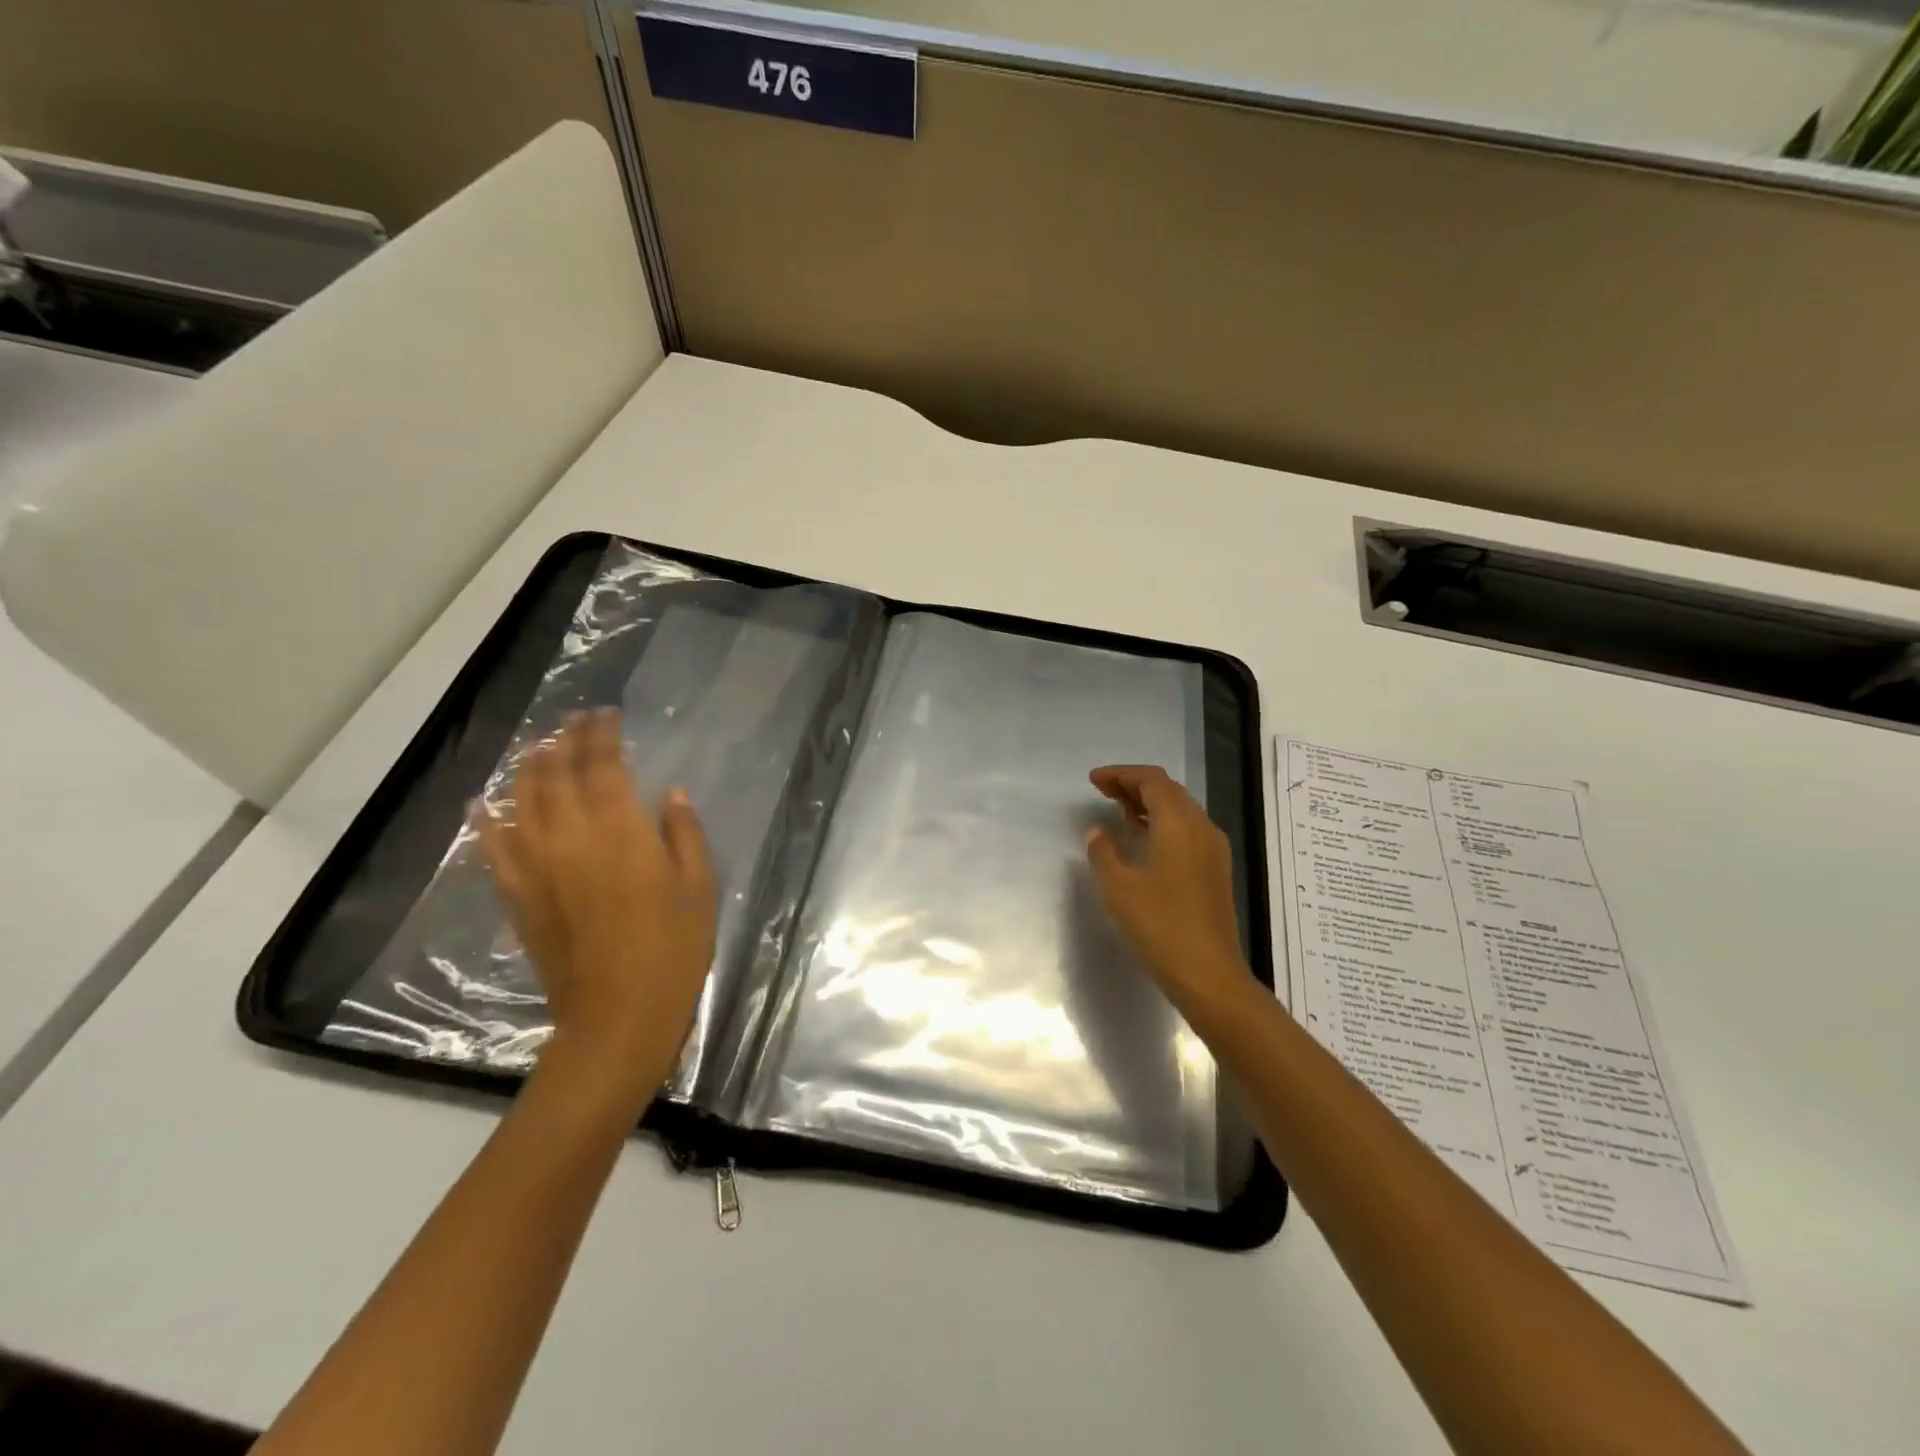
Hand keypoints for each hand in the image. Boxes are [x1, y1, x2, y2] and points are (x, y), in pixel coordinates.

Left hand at [477, 710, 717, 1085]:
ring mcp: (536, 867)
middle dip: (564, 741)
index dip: (602, 735)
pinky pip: (492, 847)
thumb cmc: (673, 949)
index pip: (603, 766)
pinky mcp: (516, 895)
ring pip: (521, 801)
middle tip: (572, 721)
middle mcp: (570, 838)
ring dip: (527, 768)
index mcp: (620, 832)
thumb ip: (684, 834)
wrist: (617, 1015)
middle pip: (557, 775)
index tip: (605, 714)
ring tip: (535, 747)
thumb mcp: (699, 886)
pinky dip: (486, 819)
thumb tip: (670, 795)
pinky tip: (483, 801)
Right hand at [1085, 764, 1250, 1012]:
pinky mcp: (1214, 871)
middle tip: (1103, 792)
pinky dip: (1162, 823)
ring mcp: (1212, 850)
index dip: (1121, 774)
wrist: (1209, 975)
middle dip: (1135, 785)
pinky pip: (1187, 830)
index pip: (1152, 781)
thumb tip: (1098, 832)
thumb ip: (1104, 853)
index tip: (1093, 780)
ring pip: (1180, 810)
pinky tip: (1143, 840)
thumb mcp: (1119, 888)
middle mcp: (1202, 829)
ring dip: (1149, 804)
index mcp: (1180, 825)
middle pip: (1169, 791)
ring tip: (1118, 810)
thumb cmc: (1160, 927)